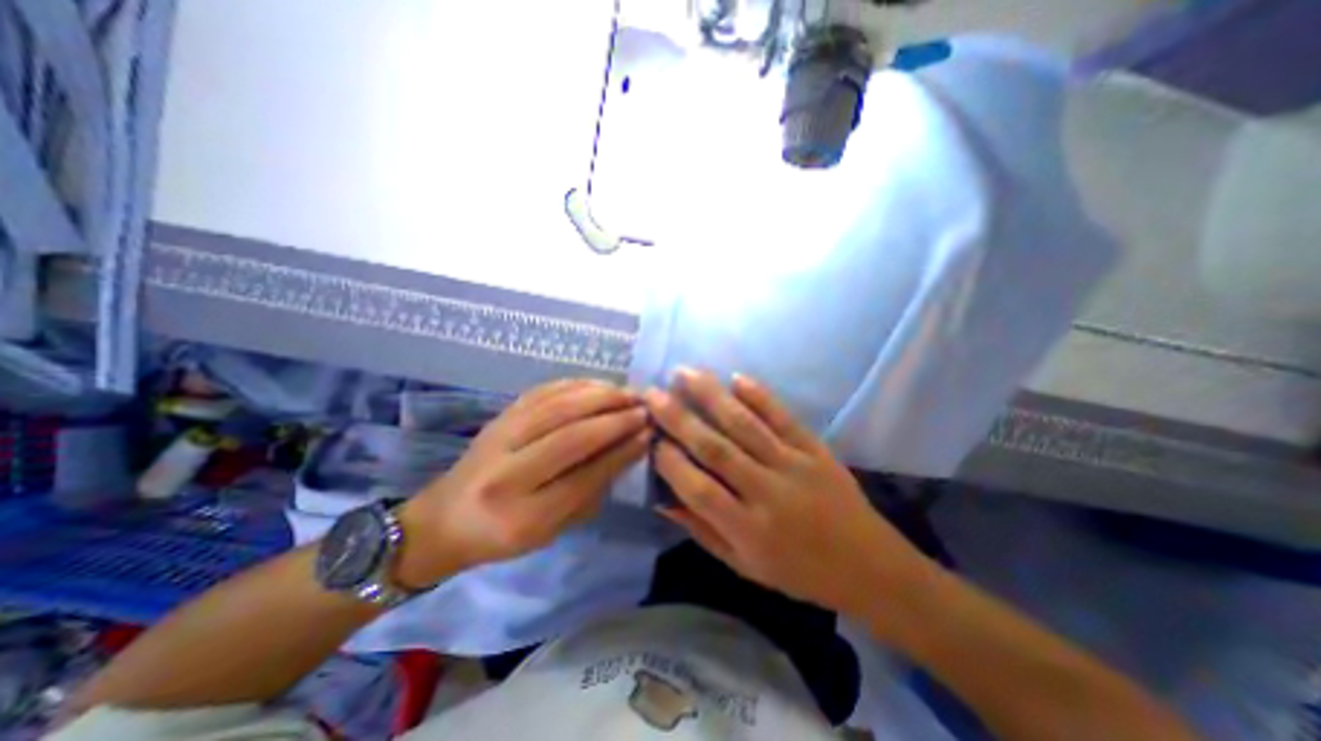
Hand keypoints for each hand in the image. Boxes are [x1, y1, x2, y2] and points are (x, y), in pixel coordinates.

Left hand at [399, 378, 651, 585]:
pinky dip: (577, 385)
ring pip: (558, 407)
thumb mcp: (552, 530)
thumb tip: (629, 449)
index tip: (648, 434)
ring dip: (600, 396)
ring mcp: (499, 437)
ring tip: (629, 394)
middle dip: (615, 419)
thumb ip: (591, 492)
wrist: (444, 518)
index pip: (585, 476)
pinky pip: (544, 392)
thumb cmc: (503, 535)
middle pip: (571, 435)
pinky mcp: (499, 416)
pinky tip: (600, 385)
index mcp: (523, 517)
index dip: (621, 452)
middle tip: (645, 409)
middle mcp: (507, 473)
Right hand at [646, 367, 932, 615]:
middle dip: (679, 418)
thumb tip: (663, 501)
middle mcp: (767, 492)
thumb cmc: (799, 573)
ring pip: (745, 425)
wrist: (869, 567)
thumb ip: (702, 530)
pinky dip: (760, 396)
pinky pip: (784, 417)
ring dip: (712, 396)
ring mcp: (794, 465)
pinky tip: (736, 377)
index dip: (669, 462)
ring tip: (685, 373)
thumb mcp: (744, 566)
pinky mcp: (816, 449)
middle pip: (715, 448)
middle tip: (653, 393)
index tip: (649, 436)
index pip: (697, 489)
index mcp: (748, 530)